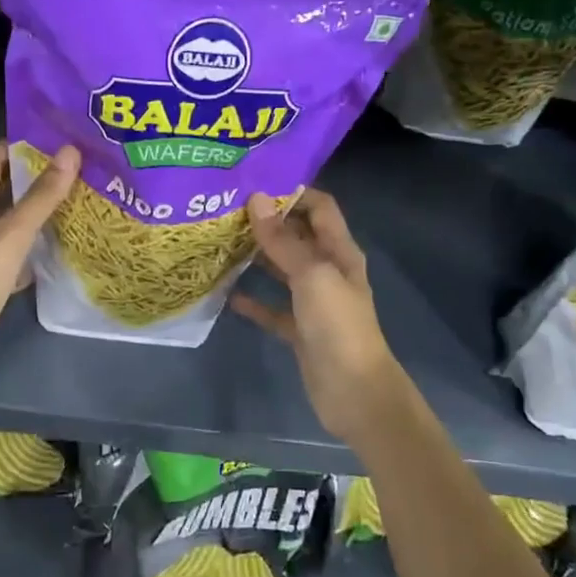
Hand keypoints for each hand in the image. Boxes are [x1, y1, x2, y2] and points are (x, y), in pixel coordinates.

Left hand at [0, 141, 79, 413]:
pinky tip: (52, 253)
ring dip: (32, 213)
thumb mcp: (10, 237)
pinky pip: (5, 253)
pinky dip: (27, 247)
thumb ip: (40, 197)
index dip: (22, 144)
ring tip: (72, 206)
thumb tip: (70, 152)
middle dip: (33, 178)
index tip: (59, 142)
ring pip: (4, 222)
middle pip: (0, 188)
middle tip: (75, 173)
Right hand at [231, 189, 410, 443]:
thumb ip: (283, 240)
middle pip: (298, 236)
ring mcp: (314, 302)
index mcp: (339, 252)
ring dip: (257, 257)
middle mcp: (328, 271)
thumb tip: (257, 198)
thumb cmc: (338, 326)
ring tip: (220, 241)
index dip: (293, 191)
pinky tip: (226, 294)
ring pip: (282, 270)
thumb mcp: (311, 276)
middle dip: (268, 221)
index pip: (319, 207)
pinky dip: (253, 300)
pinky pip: (273, 308)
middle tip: (227, 208)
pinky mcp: (299, 330)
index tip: (255, 181)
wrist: (355, 394)